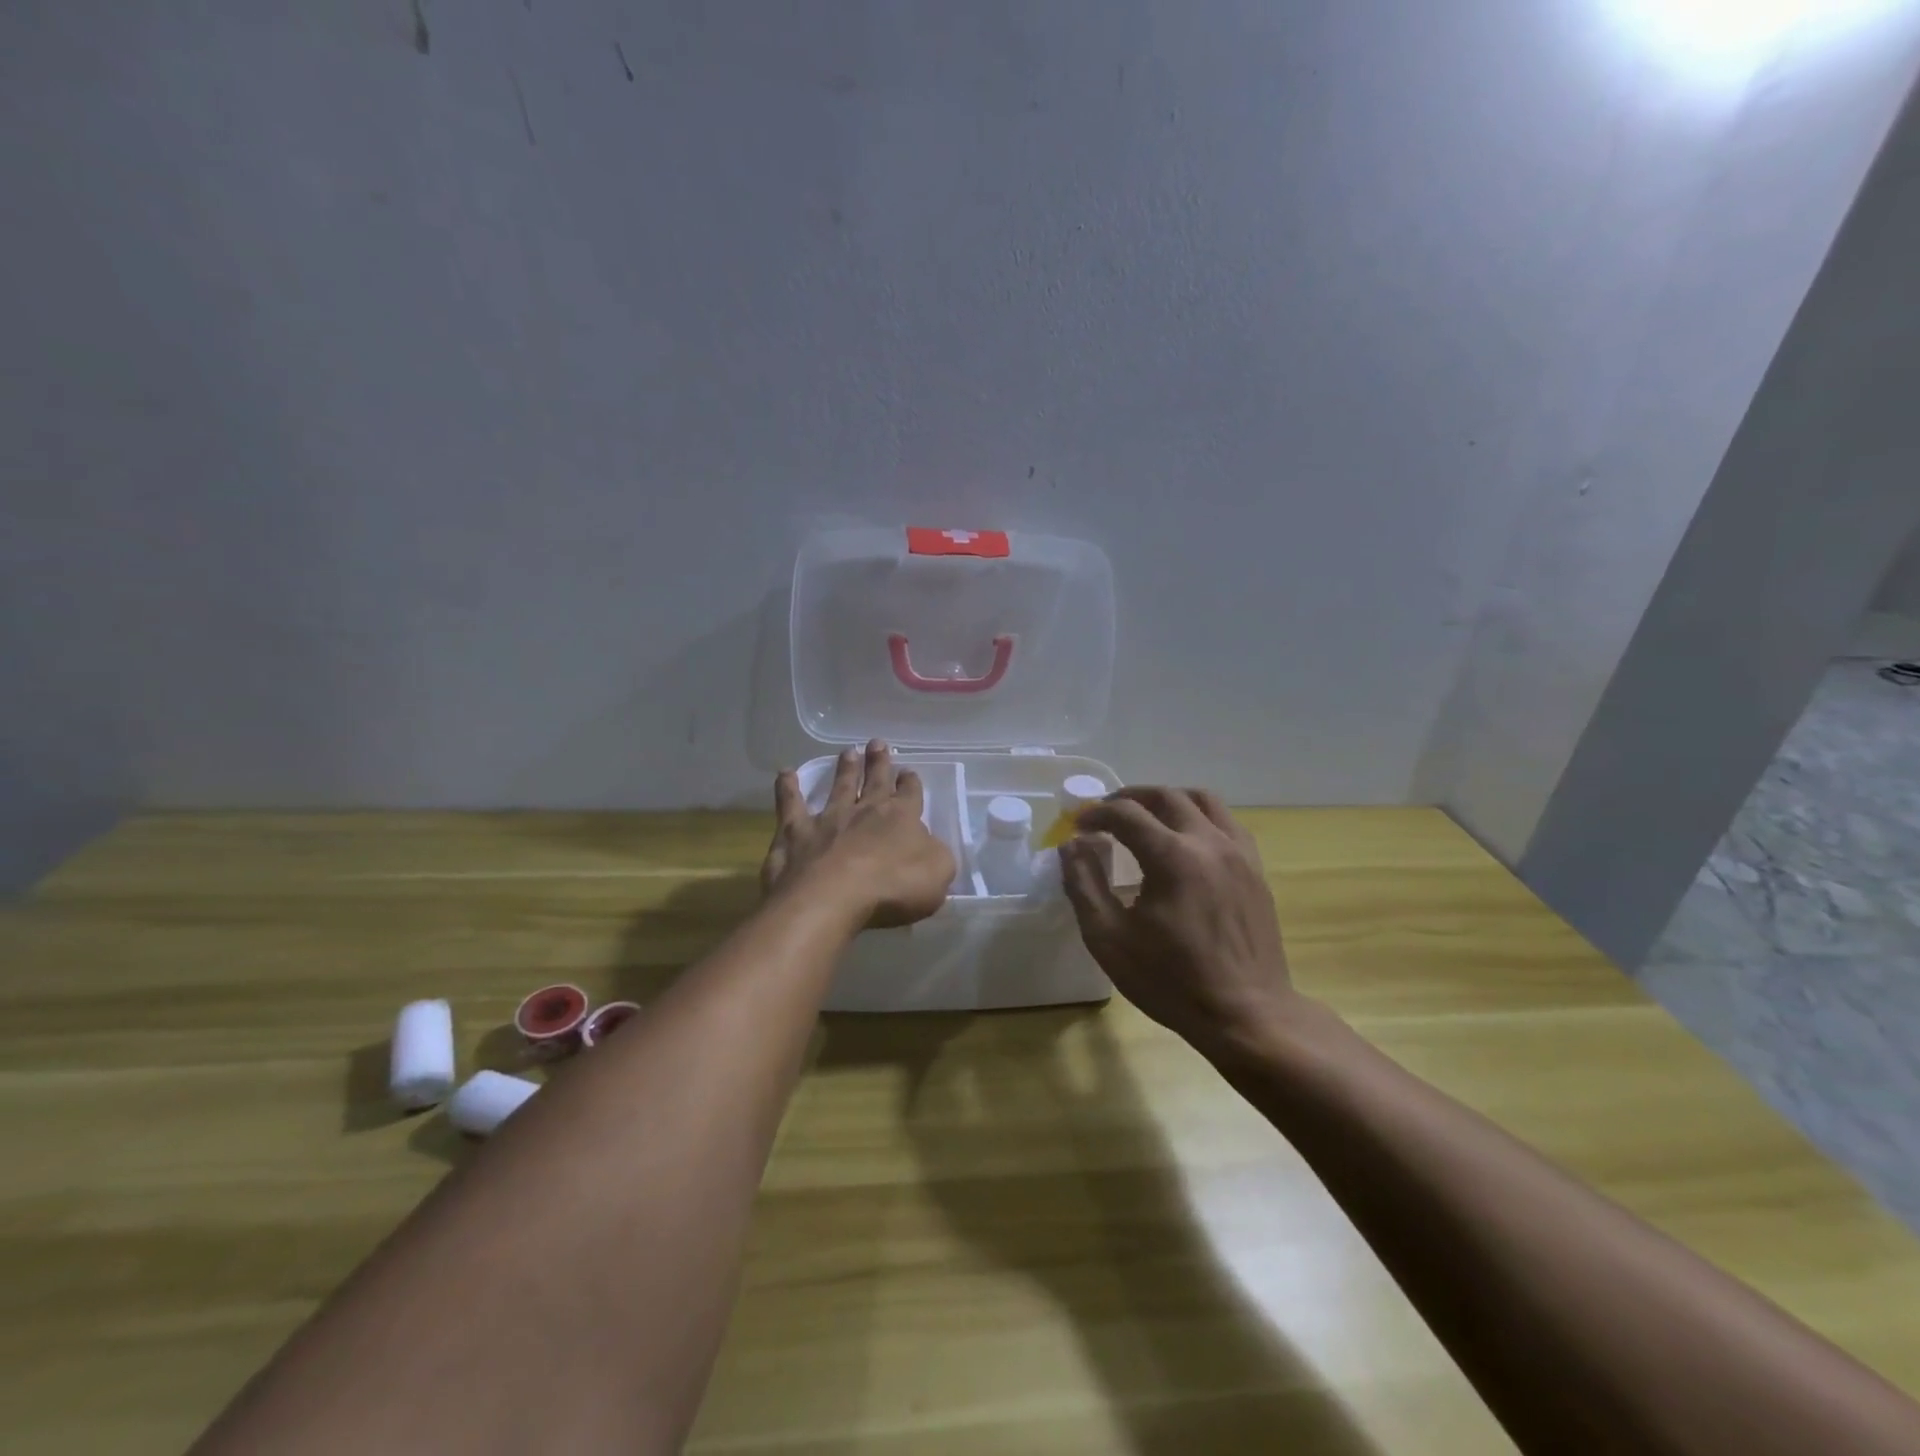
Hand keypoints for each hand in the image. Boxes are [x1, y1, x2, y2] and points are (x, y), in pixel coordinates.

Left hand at [763, 741, 955, 928]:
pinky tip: (785, 773)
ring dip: (845, 769)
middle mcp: (865, 810)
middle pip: (875, 780)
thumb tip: (930, 846)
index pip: (910, 794)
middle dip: (879, 762)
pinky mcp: (796, 832)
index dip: (911, 783)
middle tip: (877, 744)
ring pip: (838, 786)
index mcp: (901, 818)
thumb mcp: (937, 875)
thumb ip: (937, 856)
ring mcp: (828, 818)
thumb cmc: (892, 888)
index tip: (909, 773)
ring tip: (848, 752)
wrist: (833, 897)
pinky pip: (790, 804)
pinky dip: (787, 788)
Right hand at [1060, 787, 1308, 1064]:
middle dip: (1130, 797)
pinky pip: (1227, 822)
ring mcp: (1239, 853)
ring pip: (1203, 800)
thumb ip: (1084, 885)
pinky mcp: (1256, 869)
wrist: (1247, 1015)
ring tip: (1147, 816)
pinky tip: (1185, 841)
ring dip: (1168, 800)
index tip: (1078, 825)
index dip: (1097, 813)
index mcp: (1172, 857)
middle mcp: (1209, 842)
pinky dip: (1199, 817)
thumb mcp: (1109, 939)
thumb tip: (1072, 845)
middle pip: (1166, 796)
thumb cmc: (1171, 982)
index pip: (1127, 814)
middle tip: (1106, 813)